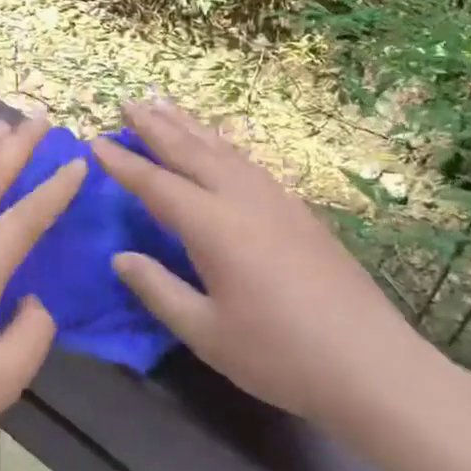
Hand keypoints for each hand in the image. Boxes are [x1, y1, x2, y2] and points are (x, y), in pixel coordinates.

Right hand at [91, 100, 434, 427]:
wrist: (374, 367)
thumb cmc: (280, 355)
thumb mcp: (205, 332)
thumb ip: (158, 289)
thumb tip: (120, 257)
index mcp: (214, 228)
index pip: (157, 185)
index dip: (123, 164)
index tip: (95, 141)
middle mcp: (244, 201)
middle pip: (191, 152)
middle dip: (156, 127)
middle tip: (128, 103)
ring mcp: (277, 202)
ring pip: (224, 151)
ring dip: (191, 127)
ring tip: (166, 106)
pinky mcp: (300, 213)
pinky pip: (250, 163)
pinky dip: (224, 145)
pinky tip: (221, 145)